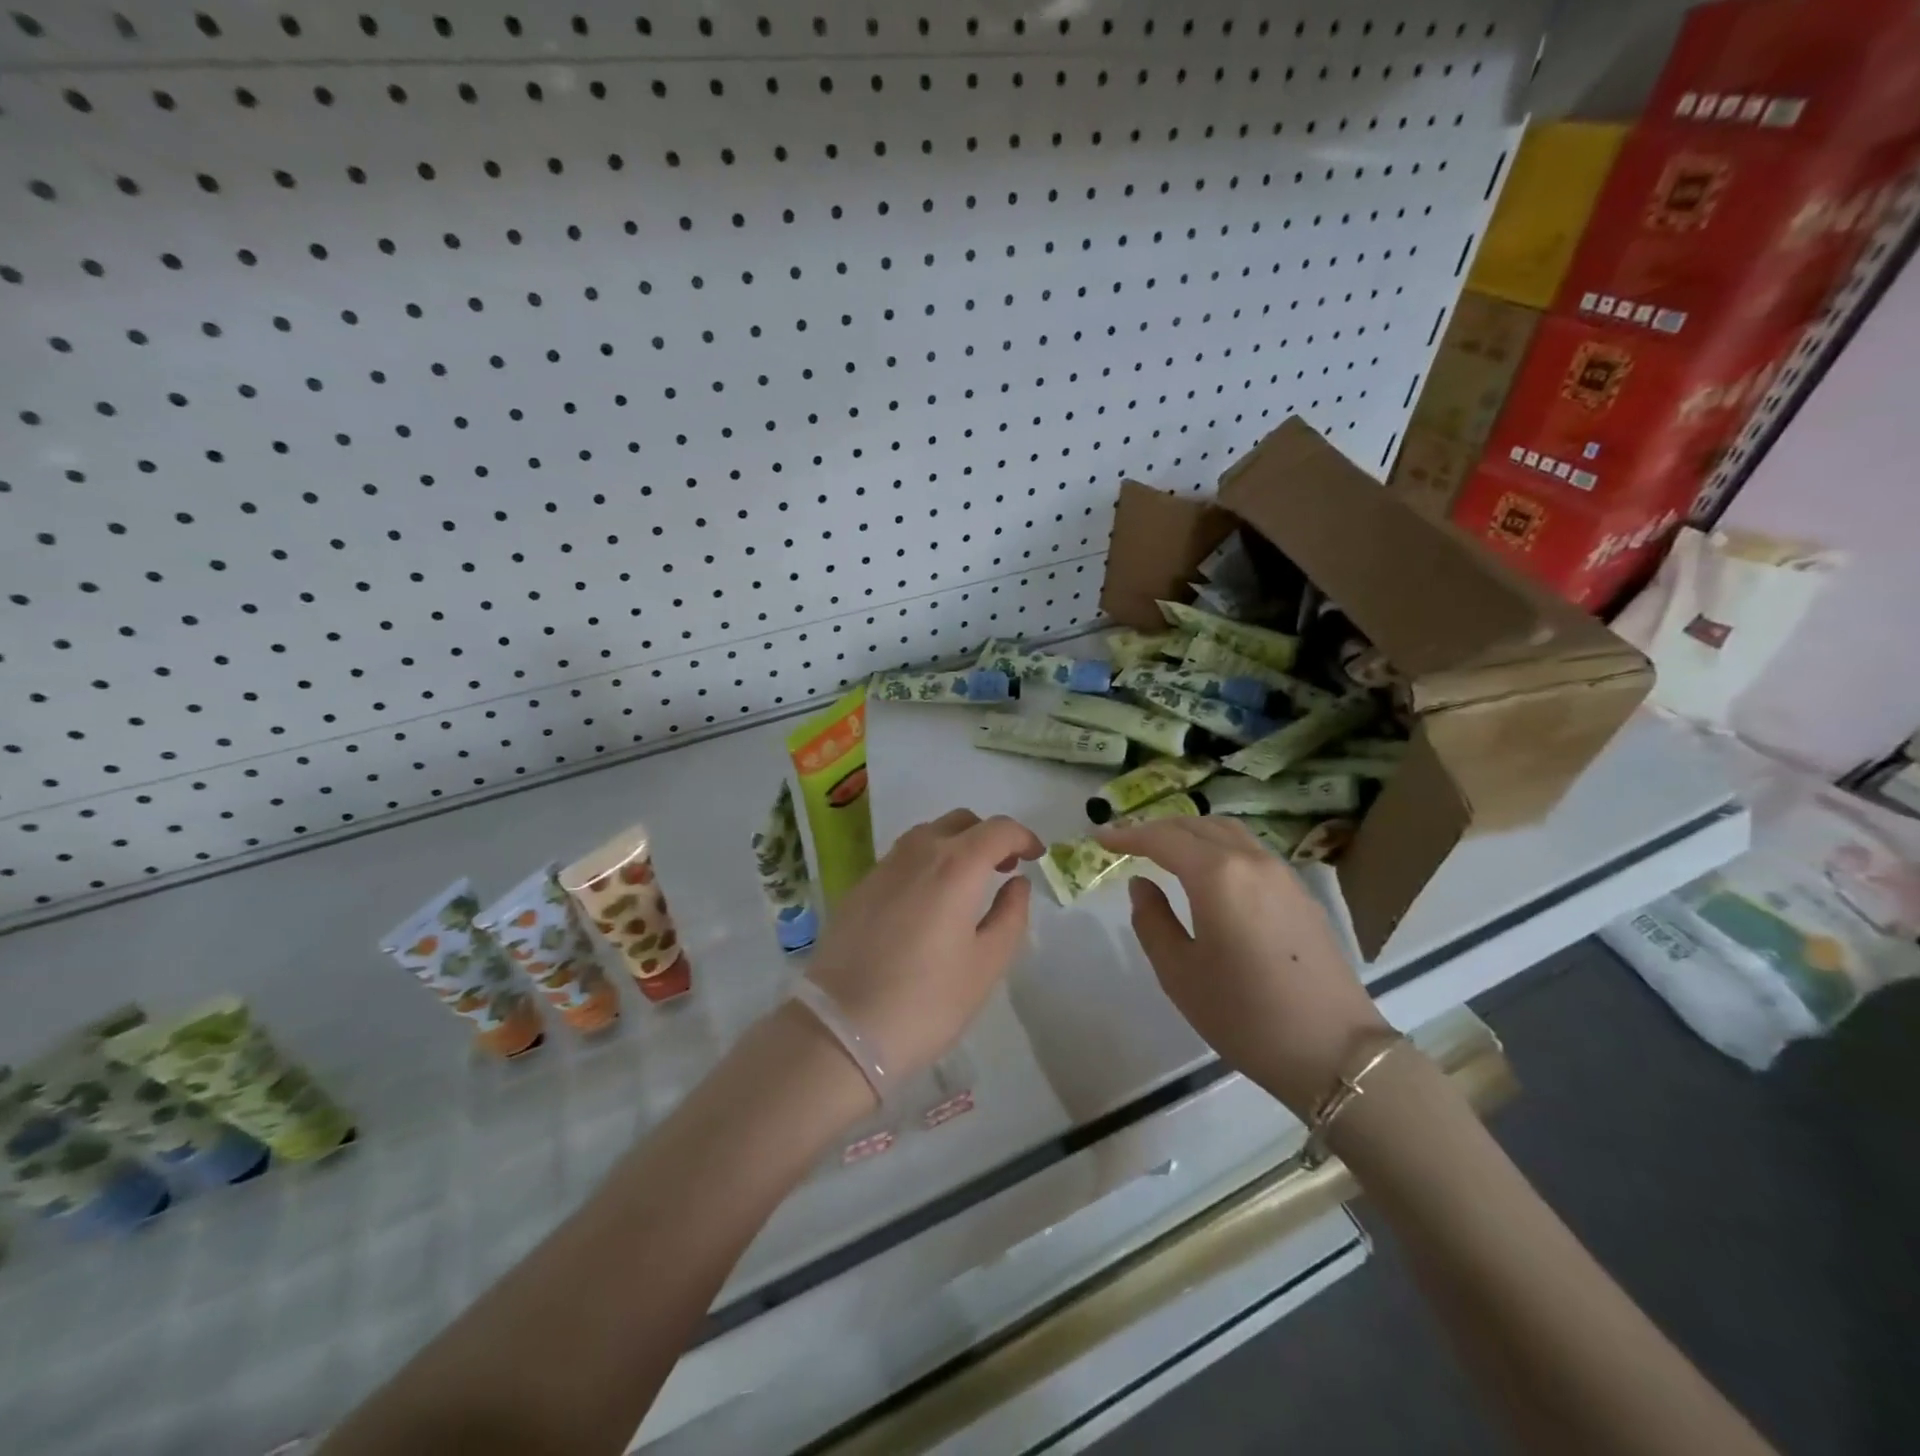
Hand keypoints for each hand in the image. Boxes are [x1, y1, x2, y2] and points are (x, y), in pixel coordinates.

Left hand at [807, 809, 1043, 1085]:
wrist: (841, 1029)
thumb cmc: (927, 1002)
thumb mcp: (986, 965)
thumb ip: (1010, 916)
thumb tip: (1017, 883)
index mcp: (956, 866)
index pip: (998, 829)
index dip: (1023, 836)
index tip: (1035, 856)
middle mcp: (917, 853)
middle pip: (960, 822)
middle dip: (988, 836)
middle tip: (1003, 868)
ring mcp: (882, 867)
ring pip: (927, 835)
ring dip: (955, 845)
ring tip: (967, 883)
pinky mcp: (858, 888)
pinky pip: (901, 858)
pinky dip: (925, 862)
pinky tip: (927, 901)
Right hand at [1097, 817, 1389, 1115]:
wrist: (1334, 1051)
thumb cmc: (1245, 1015)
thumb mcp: (1179, 973)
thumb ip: (1152, 920)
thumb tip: (1142, 884)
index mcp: (1217, 875)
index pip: (1163, 838)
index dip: (1127, 835)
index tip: (1100, 838)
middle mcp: (1251, 861)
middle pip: (1196, 825)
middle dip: (1157, 828)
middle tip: (1127, 842)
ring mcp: (1282, 874)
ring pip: (1228, 832)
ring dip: (1191, 833)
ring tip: (1164, 850)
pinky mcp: (1301, 893)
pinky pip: (1250, 851)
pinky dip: (1219, 847)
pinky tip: (1209, 873)